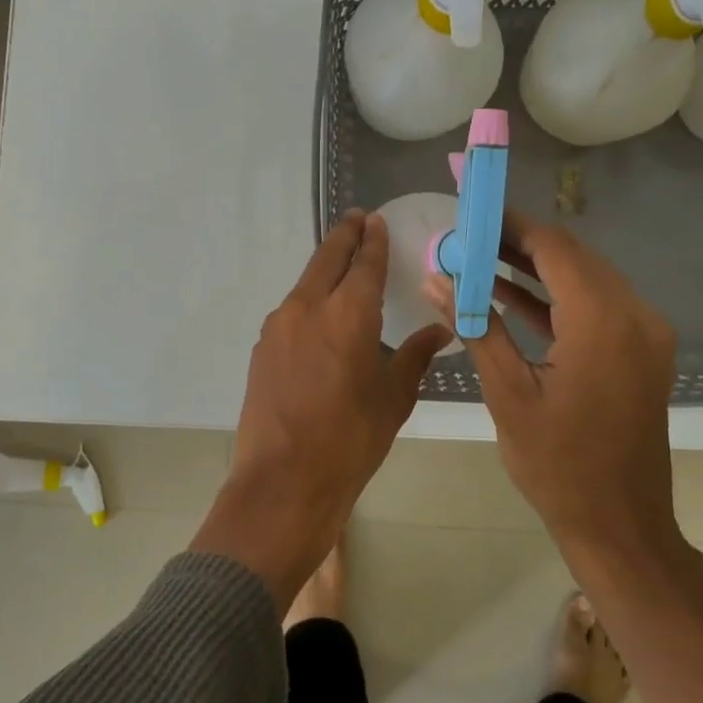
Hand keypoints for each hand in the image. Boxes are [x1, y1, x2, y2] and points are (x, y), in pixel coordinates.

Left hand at [192, 210, 451, 609]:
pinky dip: (310, 300)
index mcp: (348, 314)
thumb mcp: (393, 398)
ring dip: (325, 268)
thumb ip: (414, 357)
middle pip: (327, 258)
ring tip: (342, 264)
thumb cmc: (350, 440)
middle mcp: (309, 307)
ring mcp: (279, 326)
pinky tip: (320, 315)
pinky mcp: (263, 347)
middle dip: (345, 236)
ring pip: (306, 283)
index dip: (373, 240)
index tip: (377, 222)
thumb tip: (440, 332)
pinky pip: (292, 310)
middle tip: (358, 220)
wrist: (283, 482)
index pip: (364, 263)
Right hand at [426, 210, 681, 564]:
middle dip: (517, 242)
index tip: (470, 212)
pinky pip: (594, 307)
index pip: (554, 248)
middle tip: (467, 235)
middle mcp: (635, 316)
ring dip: (534, 268)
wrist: (619, 526)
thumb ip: (475, 326)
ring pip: (584, 279)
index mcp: (604, 323)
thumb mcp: (507, 393)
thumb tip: (435, 278)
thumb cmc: (557, 466)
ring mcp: (644, 334)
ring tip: (477, 258)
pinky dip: (554, 299)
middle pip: (572, 257)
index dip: (510, 224)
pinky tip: (508, 293)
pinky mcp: (640, 351)